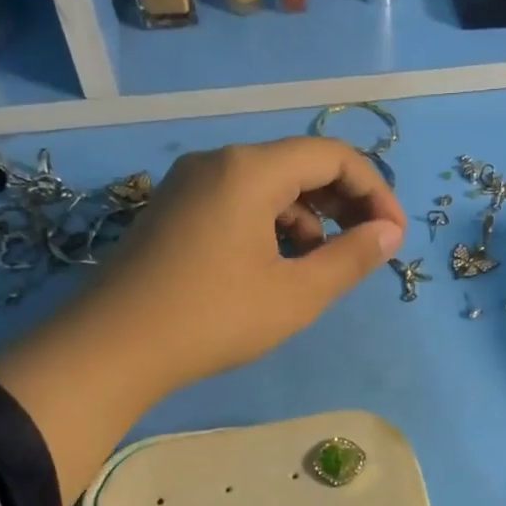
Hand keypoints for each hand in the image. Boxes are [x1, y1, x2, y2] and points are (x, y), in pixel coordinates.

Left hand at [0, 138, 403, 504]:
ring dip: (309, 217)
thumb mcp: (295, 295)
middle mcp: (219, 161)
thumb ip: (350, 259)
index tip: (394, 236)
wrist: (112, 348)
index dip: (375, 191)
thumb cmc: (213, 319)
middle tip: (369, 247)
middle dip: (344, 203)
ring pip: (269, 185)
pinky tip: (277, 265)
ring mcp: (190, 184)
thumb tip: (390, 234)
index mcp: (250, 170)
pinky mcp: (174, 210)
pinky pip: (239, 201)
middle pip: (300, 164)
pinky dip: (272, 225)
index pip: (333, 156)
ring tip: (322, 264)